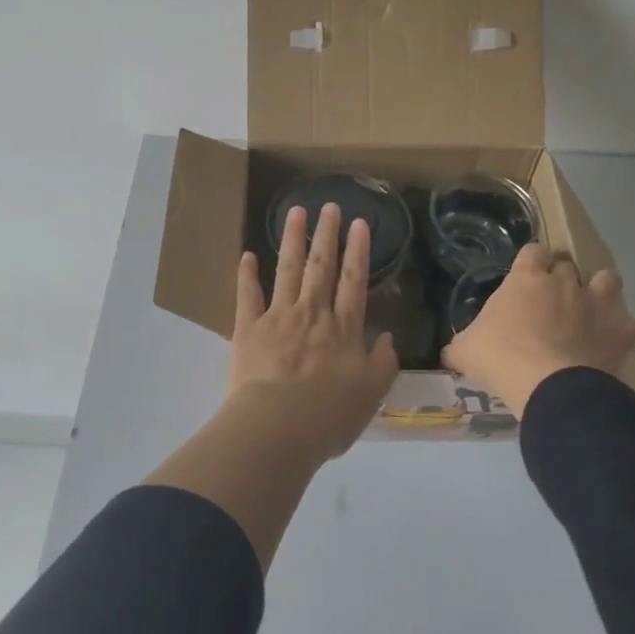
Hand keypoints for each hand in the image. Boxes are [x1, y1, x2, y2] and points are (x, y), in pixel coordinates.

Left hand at [228, 202, 399, 461]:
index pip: (354, 281)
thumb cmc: (328, 416)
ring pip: (287, 269)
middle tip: (329, 206)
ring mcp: (278, 316)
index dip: (358, 251)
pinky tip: (247, 255)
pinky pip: (247, 295)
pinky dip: (246, 275)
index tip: (360, 224)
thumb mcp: (371, 394)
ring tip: (295, 212)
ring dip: (292, 239)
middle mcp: (312, 313)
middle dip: (327, 234)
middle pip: (321, 266)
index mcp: (343, 329)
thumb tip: (388, 337)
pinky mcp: (248, 328)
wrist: (277, 427)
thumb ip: (384, 363)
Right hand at [441, 244, 634, 413]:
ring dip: (602, 290)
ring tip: (591, 309)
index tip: (526, 277)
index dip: (530, 262)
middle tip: (552, 300)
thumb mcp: (466, 350)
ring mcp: (596, 305)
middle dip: (562, 277)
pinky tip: (613, 342)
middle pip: (568, 264)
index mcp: (526, 279)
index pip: (532, 251)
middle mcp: (564, 282)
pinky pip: (632, 325)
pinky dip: (624, 332)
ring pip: (608, 279)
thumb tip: (449, 353)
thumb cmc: (500, 357)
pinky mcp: (619, 333)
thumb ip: (460, 345)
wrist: (548, 384)